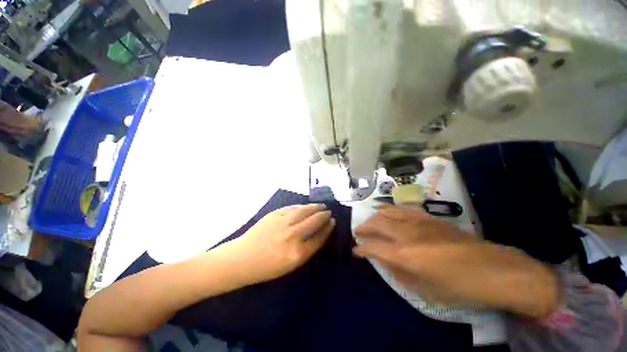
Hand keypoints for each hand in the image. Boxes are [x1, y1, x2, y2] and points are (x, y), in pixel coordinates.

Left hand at [216, 204, 334, 285]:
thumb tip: (318, 232)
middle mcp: (292, 236)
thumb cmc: (267, 267)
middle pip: (314, 222)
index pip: (319, 237)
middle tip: (328, 212)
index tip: (332, 222)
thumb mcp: (290, 265)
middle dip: (324, 215)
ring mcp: (282, 223)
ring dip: (315, 207)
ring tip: (321, 206)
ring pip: (304, 211)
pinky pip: (292, 208)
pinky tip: (306, 206)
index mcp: (297, 254)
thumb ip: (306, 249)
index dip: (327, 229)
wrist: (242, 259)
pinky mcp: (274, 215)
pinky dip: (302, 206)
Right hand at [354, 204, 558, 317]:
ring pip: (386, 213)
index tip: (355, 250)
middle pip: (376, 224)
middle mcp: (405, 234)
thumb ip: (400, 274)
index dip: (360, 249)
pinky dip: (389, 208)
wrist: (493, 269)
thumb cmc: (459, 287)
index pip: (372, 247)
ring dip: (374, 216)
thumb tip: (384, 262)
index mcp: (403, 255)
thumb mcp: (426, 290)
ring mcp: (416, 222)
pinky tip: (386, 209)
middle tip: (358, 232)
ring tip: (369, 220)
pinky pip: (402, 208)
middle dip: (363, 227)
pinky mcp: (427, 217)